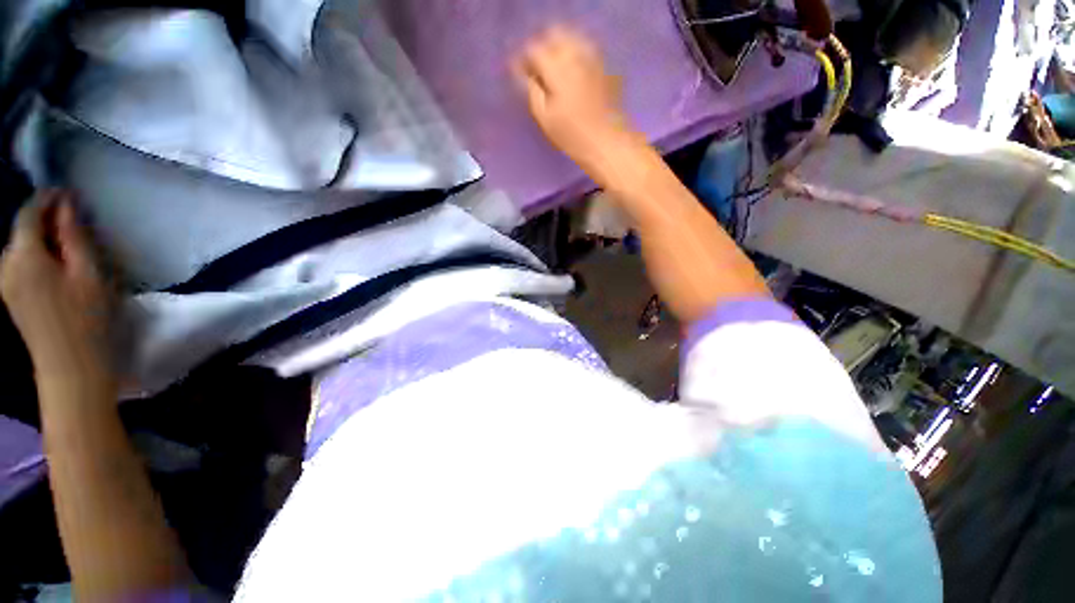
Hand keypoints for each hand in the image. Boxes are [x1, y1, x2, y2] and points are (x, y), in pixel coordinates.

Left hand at [1, 190, 112, 383]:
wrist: (73, 372)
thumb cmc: (88, 321)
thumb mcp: (89, 274)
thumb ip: (74, 237)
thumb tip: (66, 205)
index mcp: (24, 257)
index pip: (28, 214)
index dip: (46, 199)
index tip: (68, 192)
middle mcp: (7, 267)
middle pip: (20, 232)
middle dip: (43, 220)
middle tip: (74, 221)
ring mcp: (8, 287)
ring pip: (19, 251)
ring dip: (40, 240)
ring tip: (67, 245)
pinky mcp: (14, 302)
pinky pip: (20, 268)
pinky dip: (36, 258)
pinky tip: (55, 269)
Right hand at [513, 27, 633, 168]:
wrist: (608, 142)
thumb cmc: (573, 136)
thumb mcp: (545, 118)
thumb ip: (532, 91)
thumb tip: (524, 75)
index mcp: (557, 68)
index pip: (534, 49)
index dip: (525, 60)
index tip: (521, 74)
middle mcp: (576, 55)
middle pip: (555, 34)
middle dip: (543, 48)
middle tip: (538, 70)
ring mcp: (593, 58)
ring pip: (573, 38)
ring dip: (560, 49)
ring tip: (555, 72)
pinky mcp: (605, 67)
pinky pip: (586, 50)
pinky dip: (575, 56)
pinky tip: (573, 75)